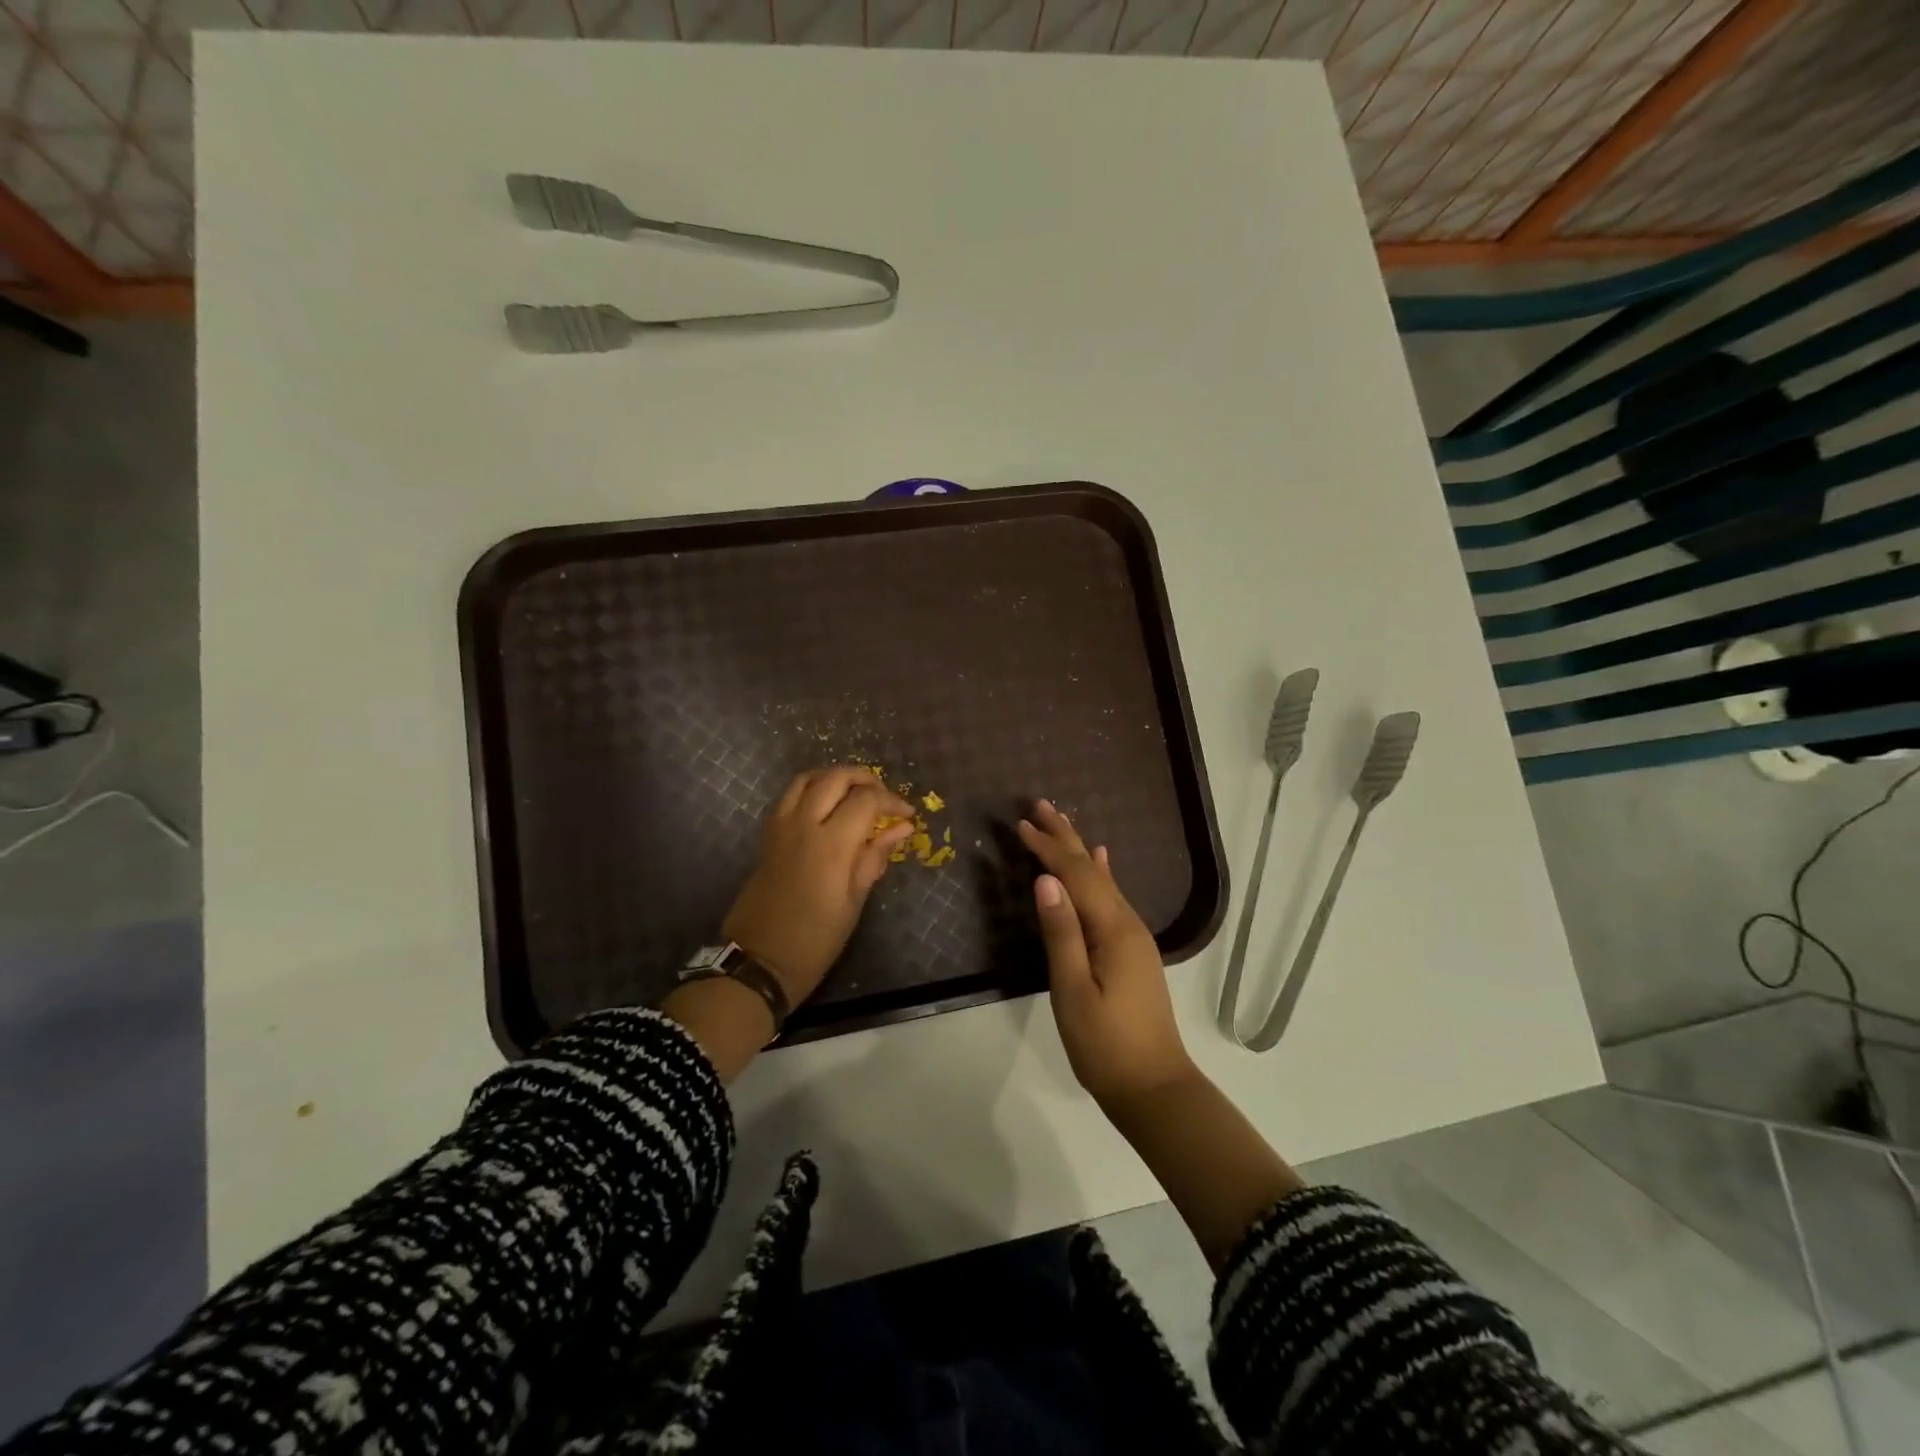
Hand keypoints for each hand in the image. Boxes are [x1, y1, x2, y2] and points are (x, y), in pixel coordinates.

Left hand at [723, 766, 916, 1005]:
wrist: (759, 960)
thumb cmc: (815, 939)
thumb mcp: (854, 901)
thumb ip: (875, 856)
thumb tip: (901, 827)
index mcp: (831, 844)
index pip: (866, 799)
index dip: (892, 801)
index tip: (907, 815)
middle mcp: (804, 824)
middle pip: (836, 777)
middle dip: (865, 779)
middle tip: (883, 799)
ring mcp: (782, 826)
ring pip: (808, 778)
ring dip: (835, 778)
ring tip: (855, 795)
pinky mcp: (769, 835)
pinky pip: (790, 795)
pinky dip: (812, 789)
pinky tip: (826, 808)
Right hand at [1017, 800, 1195, 1111]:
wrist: (1154, 1087)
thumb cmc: (1106, 1045)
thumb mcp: (1073, 991)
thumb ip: (1061, 933)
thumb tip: (1045, 880)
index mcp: (1112, 930)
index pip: (1075, 876)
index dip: (1048, 848)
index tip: (1020, 824)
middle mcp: (1127, 923)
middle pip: (1092, 869)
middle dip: (1065, 837)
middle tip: (1040, 805)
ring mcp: (1134, 936)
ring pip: (1102, 880)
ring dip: (1079, 850)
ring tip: (1061, 823)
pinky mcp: (1133, 950)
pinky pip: (1112, 897)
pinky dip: (1101, 874)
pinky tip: (1102, 861)